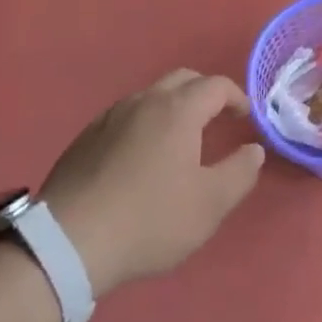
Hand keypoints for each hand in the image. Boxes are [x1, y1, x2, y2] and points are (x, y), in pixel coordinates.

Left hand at [39, 69, 264, 295]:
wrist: (68, 242)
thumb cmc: (149, 219)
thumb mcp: (209, 205)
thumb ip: (240, 172)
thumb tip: (253, 149)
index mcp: (178, 110)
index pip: (215, 85)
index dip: (236, 97)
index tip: (244, 117)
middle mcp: (144, 101)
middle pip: (181, 80)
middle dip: (204, 93)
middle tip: (217, 118)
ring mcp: (109, 117)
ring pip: (150, 96)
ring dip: (172, 107)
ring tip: (179, 139)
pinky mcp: (85, 139)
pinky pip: (125, 117)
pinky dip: (144, 124)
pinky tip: (140, 158)